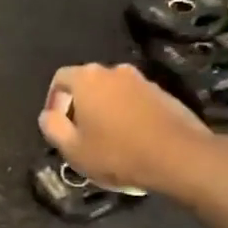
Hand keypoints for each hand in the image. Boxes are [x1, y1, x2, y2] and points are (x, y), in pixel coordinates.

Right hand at [38, 64, 221, 196]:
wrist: (179, 156)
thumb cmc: (118, 153)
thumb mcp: (73, 149)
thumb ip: (52, 128)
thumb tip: (47, 115)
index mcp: (88, 78)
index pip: (60, 79)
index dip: (53, 101)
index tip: (58, 126)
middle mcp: (114, 70)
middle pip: (88, 84)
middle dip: (80, 107)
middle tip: (81, 135)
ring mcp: (142, 80)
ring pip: (113, 92)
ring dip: (106, 111)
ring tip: (108, 140)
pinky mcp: (163, 94)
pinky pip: (135, 101)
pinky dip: (128, 115)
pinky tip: (133, 140)